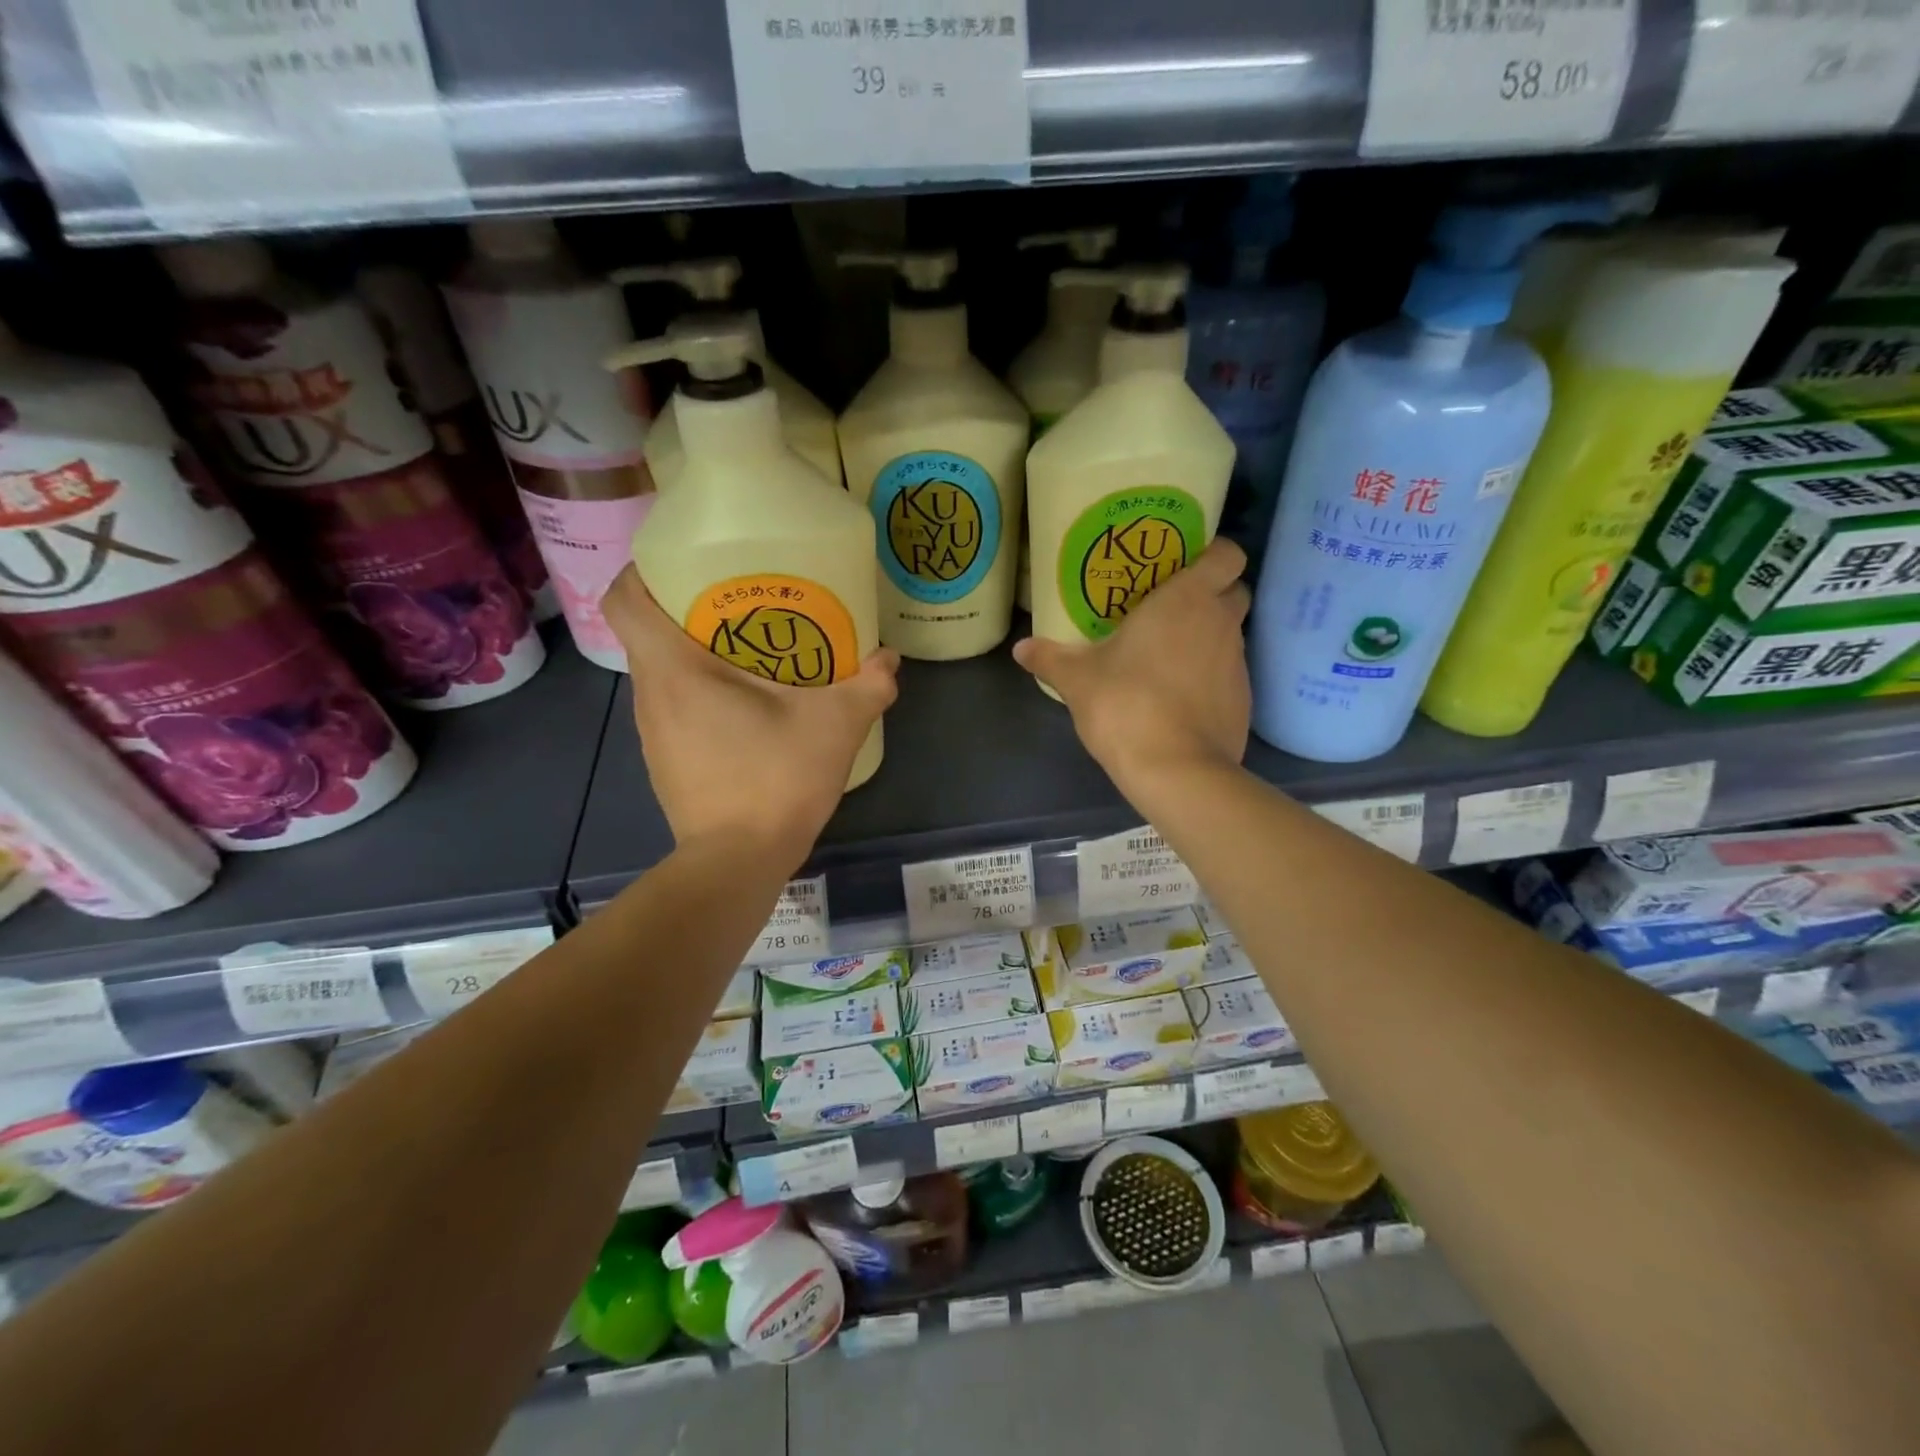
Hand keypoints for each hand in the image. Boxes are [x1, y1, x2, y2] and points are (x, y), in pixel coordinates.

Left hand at [601, 567, 898, 862]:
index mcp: (675, 670)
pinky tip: (746, 709)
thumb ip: (868, 685)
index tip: (682, 564)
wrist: (738, 861)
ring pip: (661, 674)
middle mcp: (650, 696)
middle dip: (685, 610)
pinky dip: (700, 695)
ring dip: (694, 656)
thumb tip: (889, 659)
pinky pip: (674, 708)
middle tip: (740, 602)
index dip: (642, 571)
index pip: (625, 600)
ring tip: (750, 652)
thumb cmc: (775, 779)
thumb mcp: (835, 726)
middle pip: (647, 633)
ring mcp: (653, 734)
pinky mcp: (666, 762)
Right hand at [1013, 539, 1250, 799]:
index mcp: (1187, 599)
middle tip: (1171, 611)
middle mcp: (1220, 622)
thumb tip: (1021, 648)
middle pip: (1233, 591)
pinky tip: (1180, 698)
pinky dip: (1211, 677)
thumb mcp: (1077, 681)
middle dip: (1211, 595)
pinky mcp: (1244, 700)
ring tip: (1169, 658)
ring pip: (1230, 634)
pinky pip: (1228, 674)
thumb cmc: (1125, 705)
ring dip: (1207, 638)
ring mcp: (1238, 662)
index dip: (1212, 554)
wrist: (1176, 770)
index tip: (1184, 566)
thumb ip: (1050, 658)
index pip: (1227, 554)